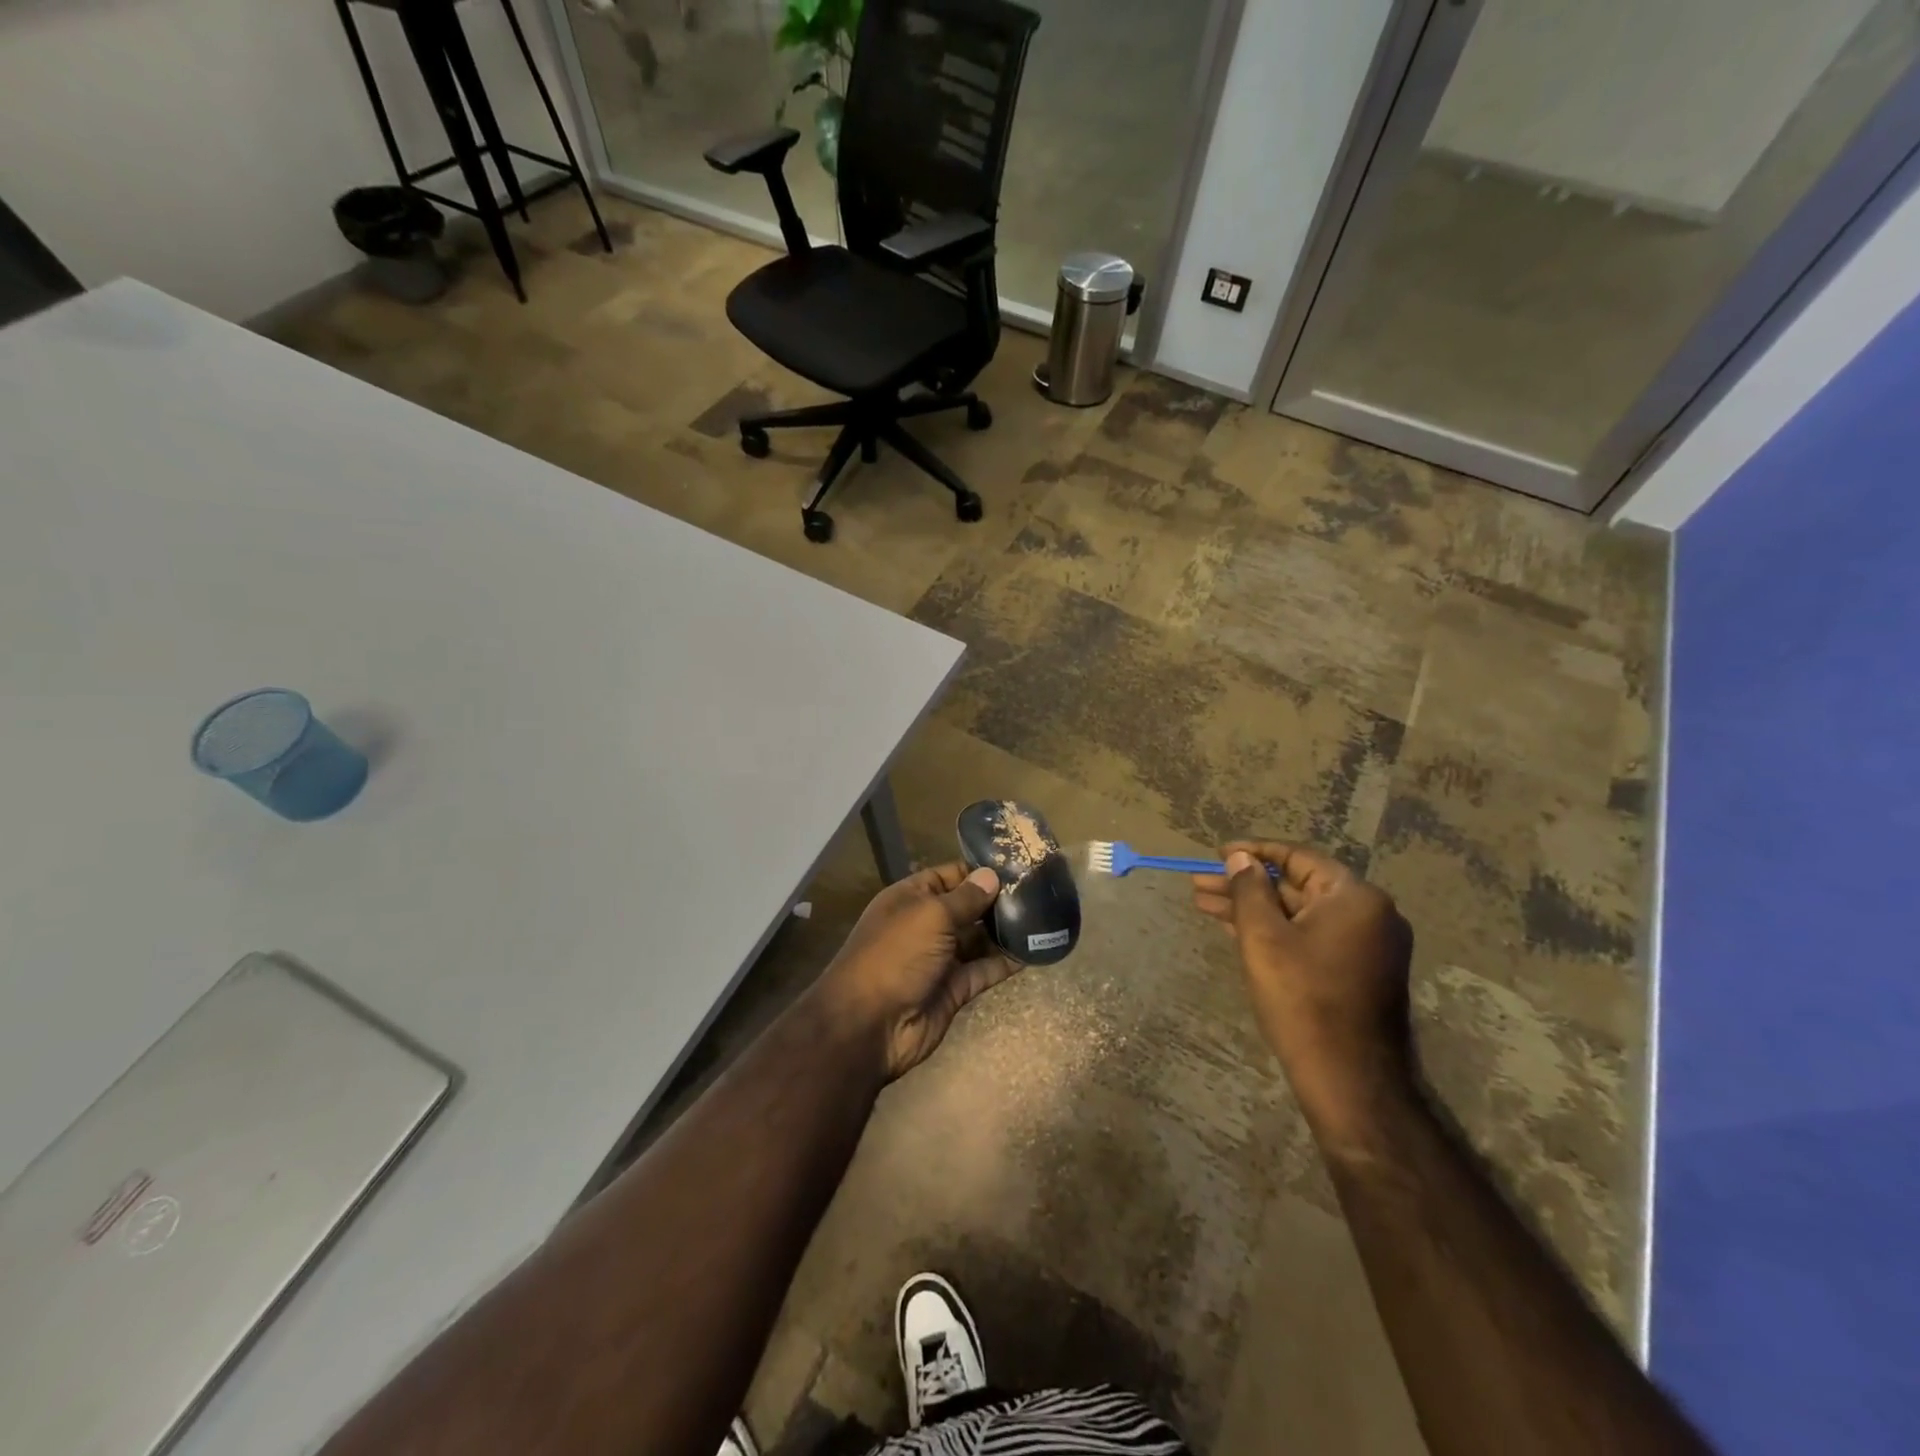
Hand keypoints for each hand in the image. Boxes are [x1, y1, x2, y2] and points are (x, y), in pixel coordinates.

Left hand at [812, 862, 1018, 1081]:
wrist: (869, 1025)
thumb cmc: (896, 955)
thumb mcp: (931, 915)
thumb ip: (965, 898)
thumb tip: (991, 876)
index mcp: (911, 899)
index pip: (949, 876)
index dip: (978, 872)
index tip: (1017, 867)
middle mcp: (925, 925)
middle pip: (967, 907)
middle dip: (997, 901)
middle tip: (1040, 892)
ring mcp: (940, 959)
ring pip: (978, 939)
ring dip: (1005, 931)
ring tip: (1043, 918)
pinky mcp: (954, 989)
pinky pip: (984, 970)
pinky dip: (1006, 962)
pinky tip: (1034, 951)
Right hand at [1192, 842, 1414, 1131]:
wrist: (1349, 1079)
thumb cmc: (1302, 999)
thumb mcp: (1263, 937)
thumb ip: (1249, 889)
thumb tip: (1240, 857)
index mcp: (1354, 897)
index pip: (1297, 857)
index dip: (1252, 852)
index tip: (1216, 854)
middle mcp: (1369, 914)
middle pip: (1296, 886)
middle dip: (1244, 885)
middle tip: (1199, 884)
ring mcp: (1366, 945)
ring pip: (1299, 914)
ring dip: (1253, 909)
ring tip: (1204, 905)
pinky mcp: (1358, 971)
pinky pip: (1310, 936)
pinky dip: (1274, 931)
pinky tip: (1236, 930)